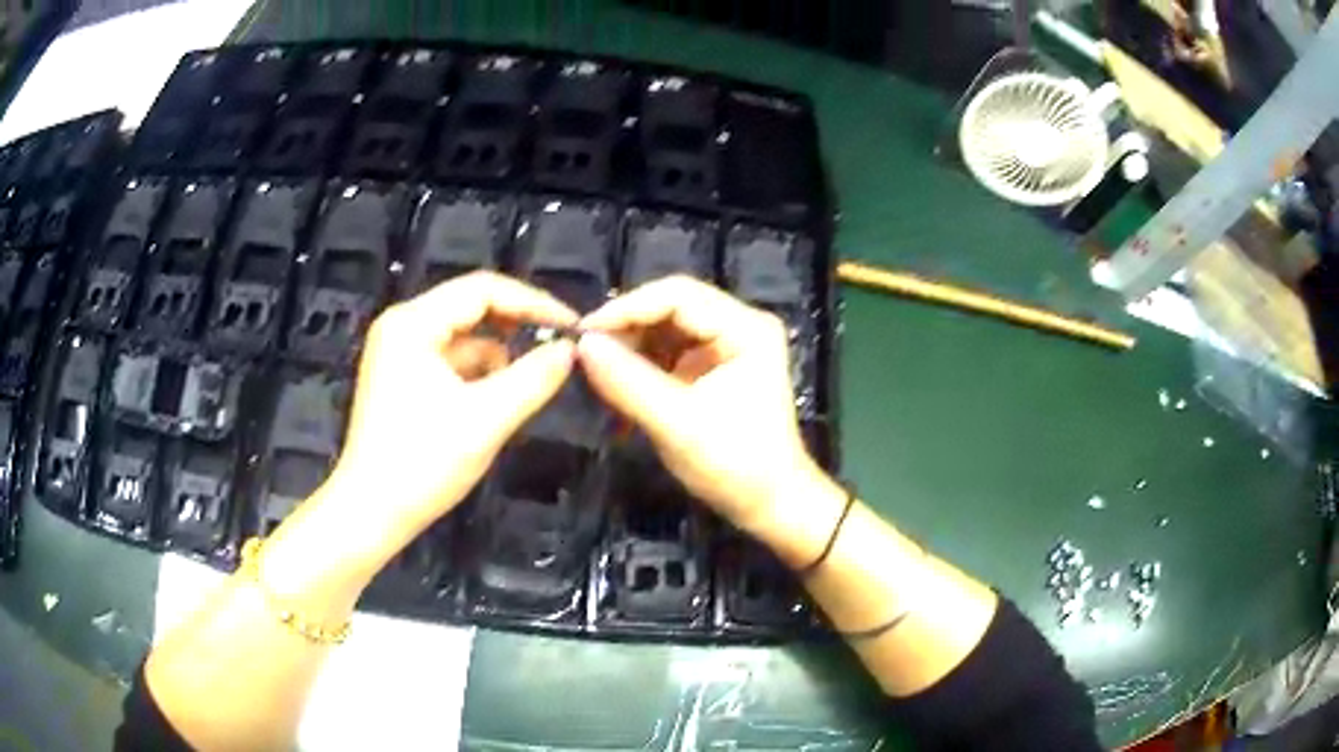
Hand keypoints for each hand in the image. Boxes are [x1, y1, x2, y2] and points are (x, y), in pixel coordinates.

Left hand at [322, 271, 577, 545]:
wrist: (371, 514)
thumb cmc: (422, 464)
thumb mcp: (486, 420)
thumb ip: (533, 378)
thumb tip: (570, 350)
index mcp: (413, 323)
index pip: (483, 289)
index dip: (533, 302)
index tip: (574, 326)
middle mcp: (402, 326)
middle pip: (472, 308)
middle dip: (516, 328)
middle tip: (560, 349)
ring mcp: (399, 352)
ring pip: (464, 338)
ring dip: (498, 357)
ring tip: (528, 386)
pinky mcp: (402, 378)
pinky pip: (451, 361)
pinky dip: (478, 375)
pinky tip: (496, 403)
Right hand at [577, 276, 825, 540]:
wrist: (770, 505)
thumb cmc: (735, 466)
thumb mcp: (677, 424)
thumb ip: (629, 382)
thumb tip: (582, 345)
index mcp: (746, 328)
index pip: (678, 295)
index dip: (627, 308)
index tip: (583, 333)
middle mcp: (739, 325)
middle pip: (671, 307)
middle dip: (626, 328)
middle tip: (584, 353)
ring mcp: (726, 346)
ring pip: (665, 328)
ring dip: (630, 347)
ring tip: (595, 370)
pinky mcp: (713, 367)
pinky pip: (668, 352)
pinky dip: (641, 365)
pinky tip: (616, 384)